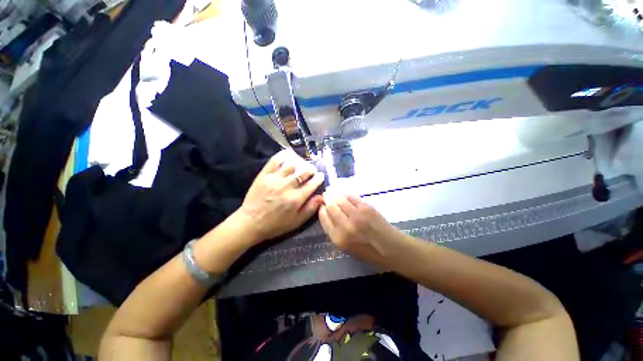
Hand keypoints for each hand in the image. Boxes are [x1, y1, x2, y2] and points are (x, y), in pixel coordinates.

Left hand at [236, 149, 324, 242]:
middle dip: (311, 170)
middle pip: (303, 172)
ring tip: (301, 165)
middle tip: (312, 171)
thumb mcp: (296, 221)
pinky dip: (282, 156)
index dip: (319, 178)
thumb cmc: (276, 224)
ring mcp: (275, 179)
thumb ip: (310, 209)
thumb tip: (322, 196)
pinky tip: (287, 155)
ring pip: (291, 166)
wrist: (250, 223)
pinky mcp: (264, 175)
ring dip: (299, 164)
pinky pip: (275, 161)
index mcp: (296, 199)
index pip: (312, 184)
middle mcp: (287, 186)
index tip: (321, 175)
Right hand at [319, 191, 403, 265]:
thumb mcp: (346, 247)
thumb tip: (328, 213)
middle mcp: (345, 226)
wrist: (391, 249)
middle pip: (331, 206)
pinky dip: (347, 195)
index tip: (322, 205)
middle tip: (326, 194)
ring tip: (332, 190)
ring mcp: (356, 216)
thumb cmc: (368, 251)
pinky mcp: (367, 208)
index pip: (324, 218)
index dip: (322, 209)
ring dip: (335, 193)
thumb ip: (335, 230)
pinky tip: (345, 194)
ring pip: (340, 199)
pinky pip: (352, 197)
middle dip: (327, 199)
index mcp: (338, 238)